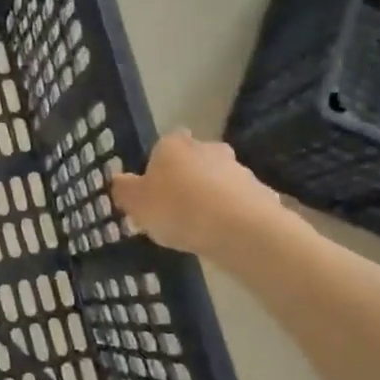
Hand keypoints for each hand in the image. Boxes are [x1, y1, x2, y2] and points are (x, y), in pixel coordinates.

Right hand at [111, 130, 286, 256]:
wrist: (241, 229)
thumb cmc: (178, 209)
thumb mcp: (136, 204)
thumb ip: (124, 190)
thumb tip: (119, 181)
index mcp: (173, 145)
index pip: (161, 147)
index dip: (156, 169)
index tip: (153, 193)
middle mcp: (206, 147)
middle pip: (191, 161)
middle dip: (185, 180)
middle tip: (174, 210)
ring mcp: (237, 168)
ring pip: (216, 180)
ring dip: (209, 196)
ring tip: (199, 228)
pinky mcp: (260, 191)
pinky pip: (237, 201)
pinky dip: (230, 213)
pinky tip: (222, 235)